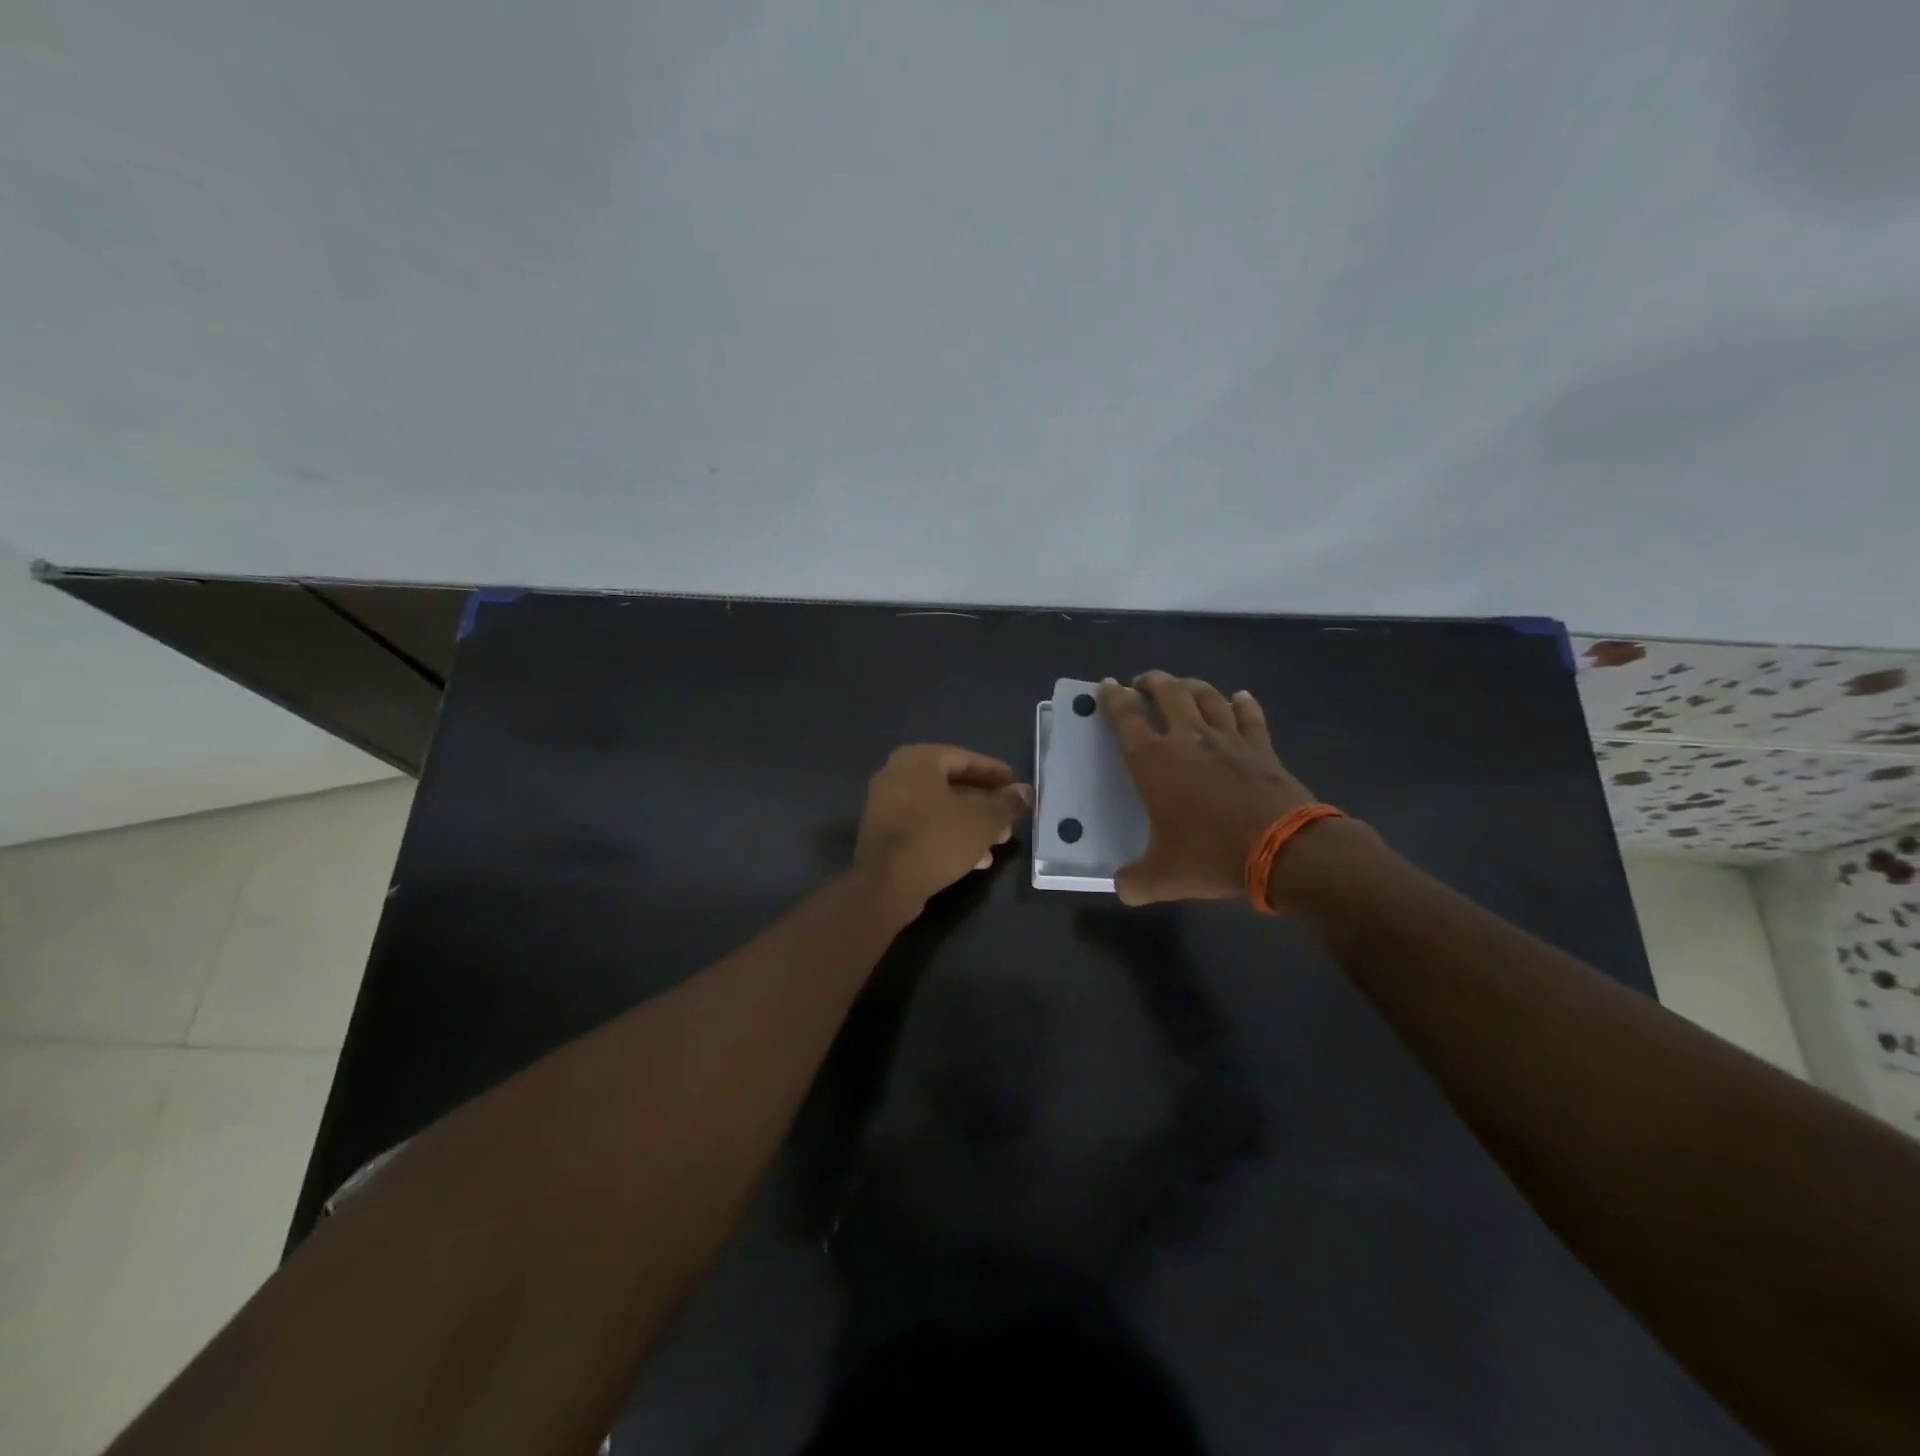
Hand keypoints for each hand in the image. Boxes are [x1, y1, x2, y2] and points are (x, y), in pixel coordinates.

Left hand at [853, 745, 1032, 911]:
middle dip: (985, 804)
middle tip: (1010, 818)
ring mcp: (886, 806)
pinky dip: (950, 836)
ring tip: (1000, 841)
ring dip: (971, 824)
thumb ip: (1007, 803)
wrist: (886, 885)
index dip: (995, 773)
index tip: (1017, 785)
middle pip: (952, 785)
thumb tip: (1026, 792)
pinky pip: (925, 828)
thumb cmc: (937, 839)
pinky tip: (977, 859)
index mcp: (918, 760)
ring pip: (939, 809)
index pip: (965, 758)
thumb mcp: (983, 820)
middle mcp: (897, 776)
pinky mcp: (885, 835)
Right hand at [1098, 672, 1315, 905]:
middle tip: (1142, 682)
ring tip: (1182, 685)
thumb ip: (1135, 881)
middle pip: (1167, 692)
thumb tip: (1121, 887)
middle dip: (1151, 681)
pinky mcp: (1261, 748)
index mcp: (1153, 761)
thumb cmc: (1212, 856)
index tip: (1106, 685)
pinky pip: (1249, 715)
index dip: (1112, 698)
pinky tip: (1239, 697)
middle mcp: (1188, 739)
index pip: (1125, 718)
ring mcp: (1228, 739)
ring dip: (1190, 684)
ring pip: (1207, 695)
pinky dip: (1242, 703)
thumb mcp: (1163, 878)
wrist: (1284, 850)